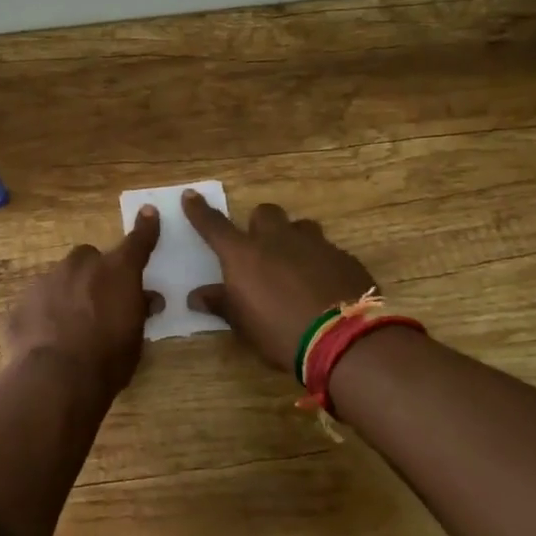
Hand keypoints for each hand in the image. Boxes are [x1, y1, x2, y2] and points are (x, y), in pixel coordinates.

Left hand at [5, 208, 163, 398]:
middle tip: (98, 300)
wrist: (54, 379)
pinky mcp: (20, 303)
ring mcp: (46, 281)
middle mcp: (80, 266)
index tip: (148, 212)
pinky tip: (45, 340)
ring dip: (66, 293)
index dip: (145, 228)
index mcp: (116, 272)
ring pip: (59, 278)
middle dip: (93, 273)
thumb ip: (138, 312)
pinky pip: (37, 303)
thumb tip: (148, 298)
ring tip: (69, 326)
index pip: (136, 243)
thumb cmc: (107, 360)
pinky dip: (43, 314)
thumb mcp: (135, 338)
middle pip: (88, 257)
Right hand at [182, 192, 377, 373]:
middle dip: (260, 224)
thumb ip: (221, 304)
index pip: (215, 225)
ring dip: (294, 240)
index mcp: (244, 255)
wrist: (344, 340)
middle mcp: (278, 240)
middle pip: (265, 213)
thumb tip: (197, 296)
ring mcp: (316, 245)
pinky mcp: (345, 258)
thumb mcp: (244, 325)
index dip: (200, 211)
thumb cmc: (280, 333)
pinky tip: (324, 287)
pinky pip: (327, 251)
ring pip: (300, 227)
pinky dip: (320, 263)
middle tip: (260, 249)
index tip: (191, 195)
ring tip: (296, 267)